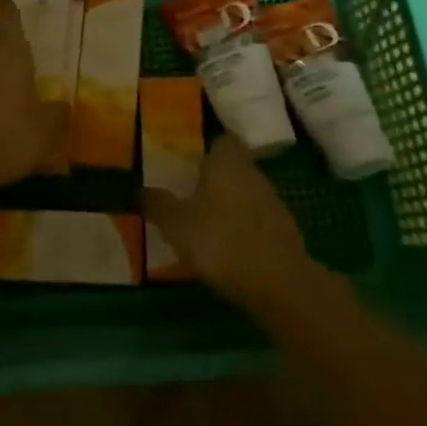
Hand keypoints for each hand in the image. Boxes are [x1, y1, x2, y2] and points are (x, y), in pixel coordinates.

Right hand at [143, 135, 314, 305]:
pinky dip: (242, 231)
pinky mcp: (285, 233)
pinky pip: (256, 222)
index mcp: (226, 161)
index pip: (220, 140)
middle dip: (213, 181)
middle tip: (188, 197)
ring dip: (228, 207)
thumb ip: (158, 204)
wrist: (280, 285)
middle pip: (232, 168)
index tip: (187, 164)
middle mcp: (253, 173)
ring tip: (204, 228)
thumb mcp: (176, 224)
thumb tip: (141, 189)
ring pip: (245, 195)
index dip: (205, 149)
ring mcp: (273, 202)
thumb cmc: (221, 241)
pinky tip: (227, 251)